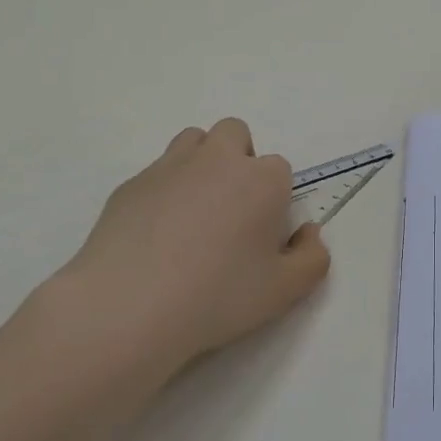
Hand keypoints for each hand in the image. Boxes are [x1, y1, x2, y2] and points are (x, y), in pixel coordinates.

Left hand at [43, 118, 329, 376]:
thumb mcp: (285, 291)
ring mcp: (170, 166)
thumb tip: (307, 233)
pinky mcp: (131, 183)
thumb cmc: (217, 297)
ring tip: (194, 213)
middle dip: (239, 161)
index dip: (275, 199)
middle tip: (231, 212)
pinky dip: (164, 191)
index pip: (280, 170)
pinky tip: (155, 235)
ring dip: (202, 164)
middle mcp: (218, 160)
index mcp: (262, 179)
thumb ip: (312, 258)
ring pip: (194, 142)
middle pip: (235, 134)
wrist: (128, 306)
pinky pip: (157, 173)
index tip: (262, 235)